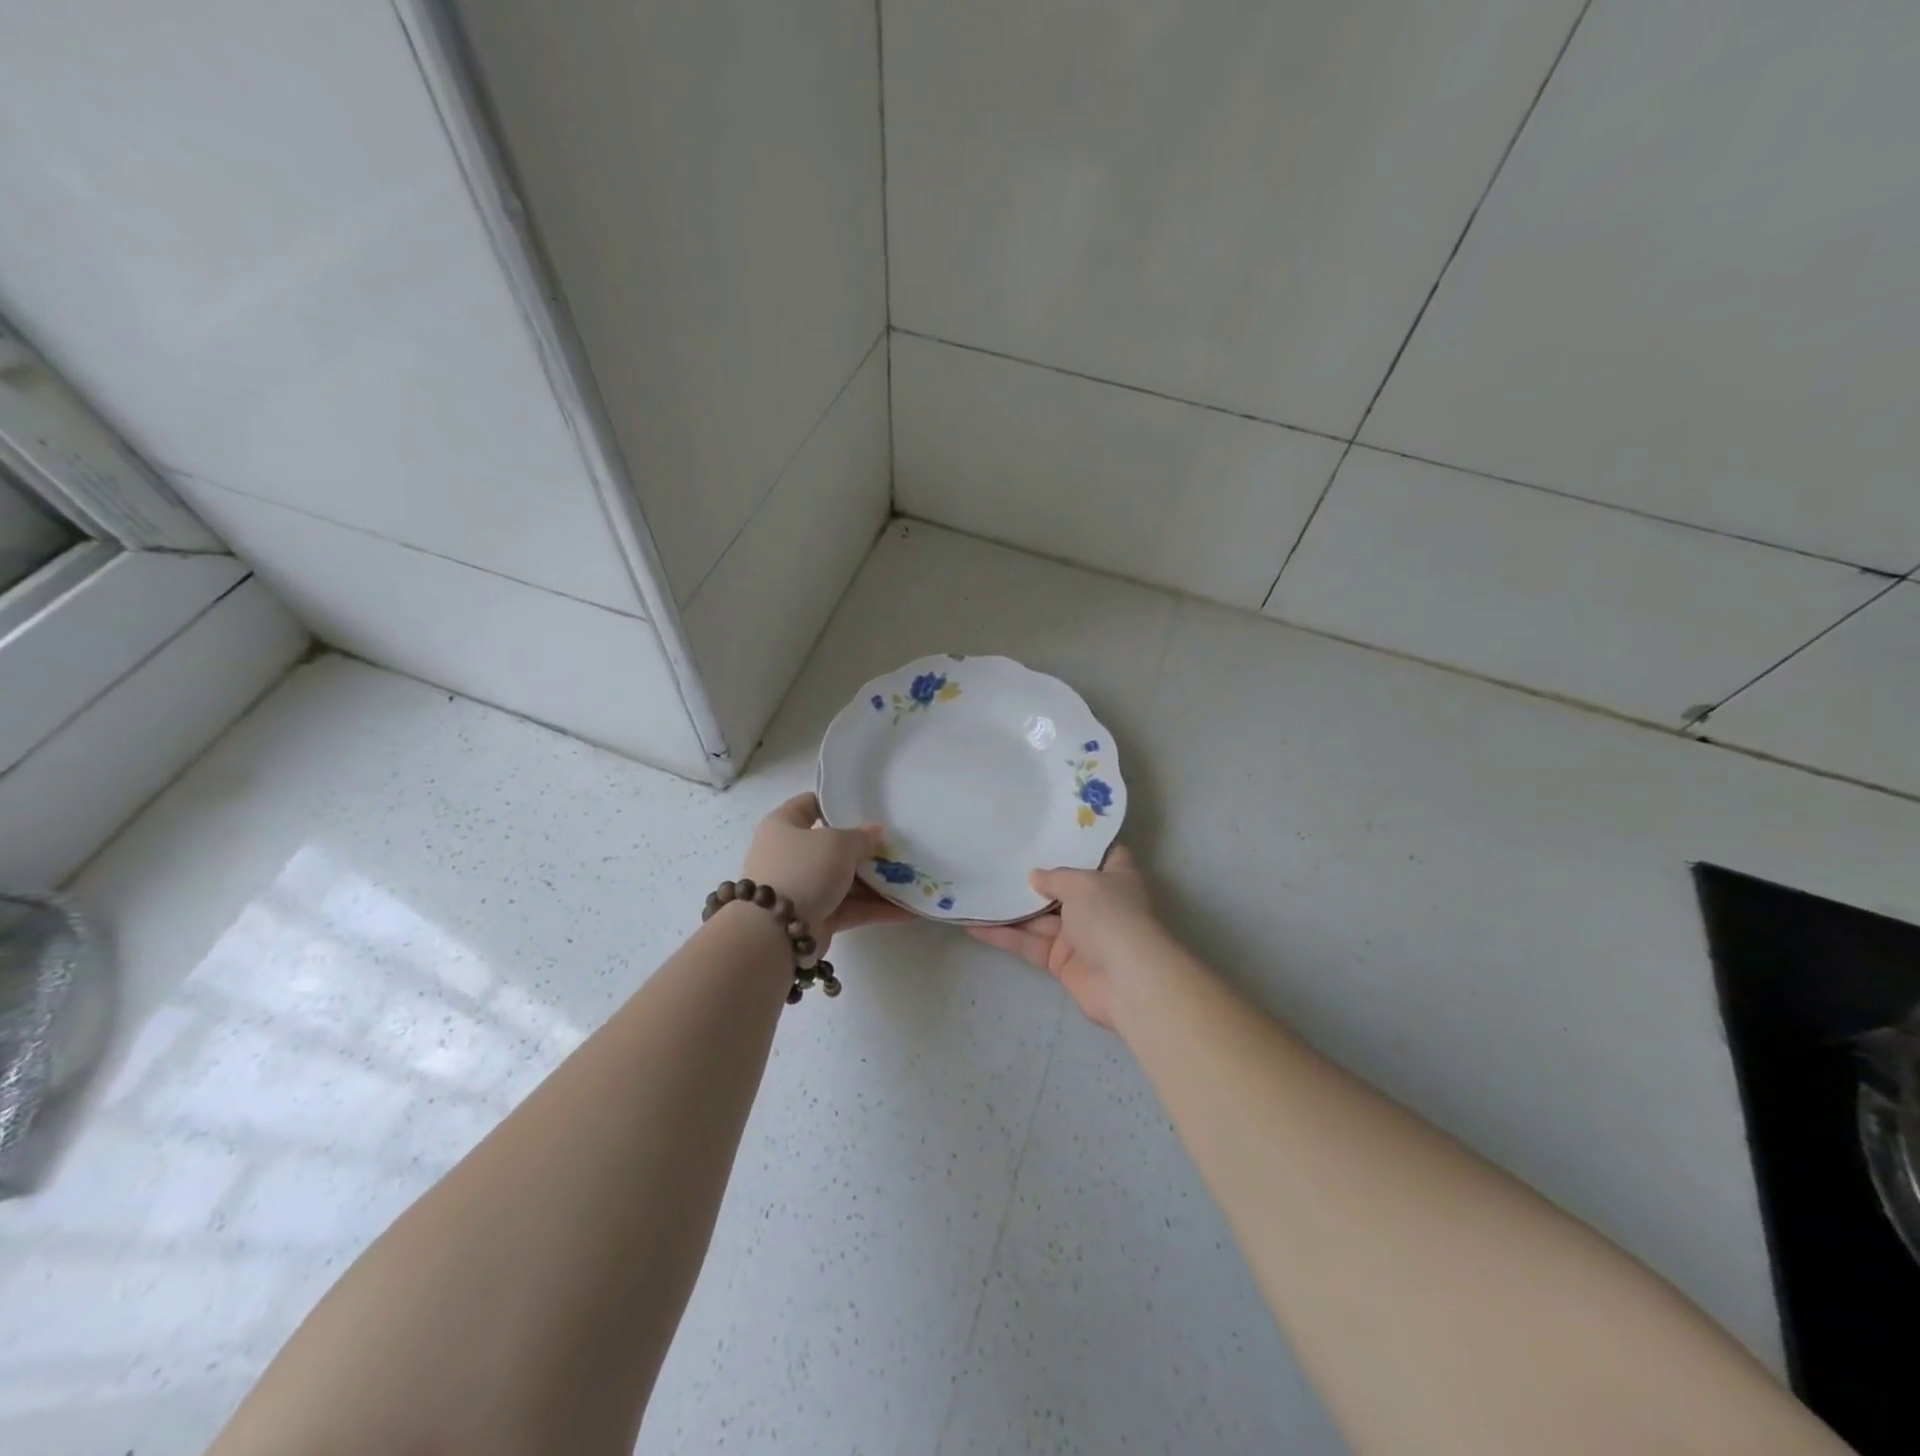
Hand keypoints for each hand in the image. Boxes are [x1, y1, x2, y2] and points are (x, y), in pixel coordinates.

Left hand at [742, 792, 912, 951]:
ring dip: (876, 881)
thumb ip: (861, 837)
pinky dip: (876, 908)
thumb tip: (875, 832)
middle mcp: (790, 855)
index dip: (835, 803)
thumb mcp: (837, 843)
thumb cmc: (803, 869)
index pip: (809, 804)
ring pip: (845, 880)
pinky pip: (850, 908)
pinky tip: (908, 909)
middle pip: (833, 846)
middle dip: (865, 849)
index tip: (866, 806)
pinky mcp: (816, 917)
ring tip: (912, 878)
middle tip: (897, 845)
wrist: (775, 931)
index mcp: (783, 826)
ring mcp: (803, 888)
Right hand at [967, 845, 1166, 1028]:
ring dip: (1010, 907)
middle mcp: (1098, 904)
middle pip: (1061, 886)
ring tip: (978, 889)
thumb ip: (1055, 877)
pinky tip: (975, 925)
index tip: (1048, 831)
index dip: (1077, 843)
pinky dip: (1004, 936)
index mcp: (1114, 878)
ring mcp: (1078, 934)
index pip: (1099, 854)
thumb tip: (1035, 876)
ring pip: (1038, 917)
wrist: (1127, 982)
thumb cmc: (1111, 917)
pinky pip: (1029, 943)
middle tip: (999, 857)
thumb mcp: (1082, 884)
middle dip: (1034, 876)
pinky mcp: (1060, 962)